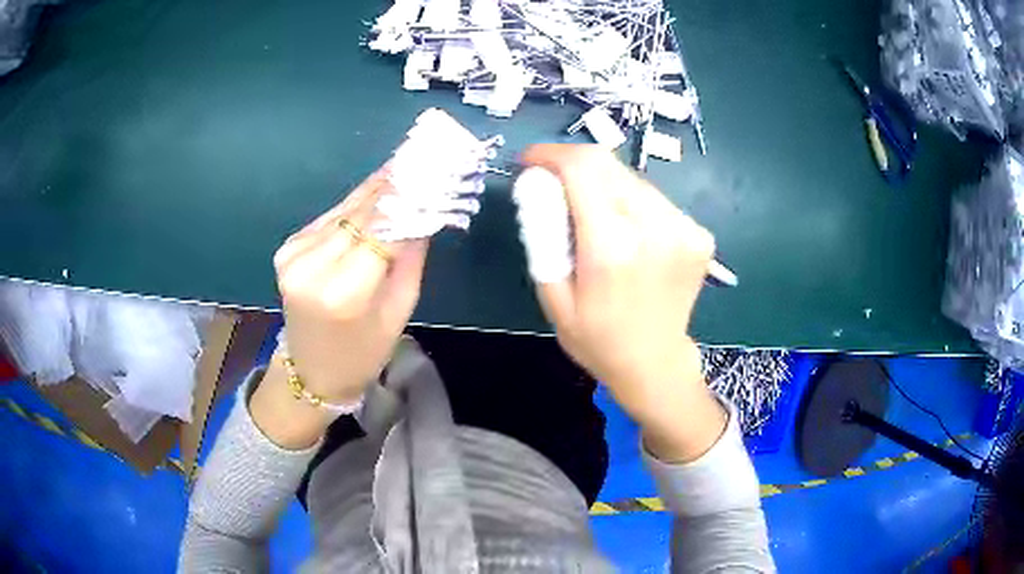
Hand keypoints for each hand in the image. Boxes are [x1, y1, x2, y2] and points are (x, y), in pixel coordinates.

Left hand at [250, 167, 427, 447]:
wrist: (311, 370)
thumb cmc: (363, 351)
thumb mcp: (399, 311)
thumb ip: (409, 257)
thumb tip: (424, 210)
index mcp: (343, 293)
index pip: (382, 230)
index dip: (409, 197)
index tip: (435, 169)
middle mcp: (312, 267)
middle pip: (361, 212)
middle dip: (396, 184)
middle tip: (425, 155)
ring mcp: (294, 254)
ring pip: (346, 209)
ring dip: (377, 188)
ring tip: (407, 163)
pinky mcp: (288, 247)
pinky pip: (332, 218)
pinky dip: (356, 204)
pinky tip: (379, 188)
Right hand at [520, 145, 725, 461]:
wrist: (655, 364)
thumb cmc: (596, 339)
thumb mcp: (552, 296)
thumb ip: (543, 235)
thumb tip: (540, 185)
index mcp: (612, 248)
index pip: (582, 168)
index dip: (551, 154)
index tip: (531, 161)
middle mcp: (655, 229)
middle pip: (607, 164)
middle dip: (573, 166)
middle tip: (555, 187)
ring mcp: (684, 229)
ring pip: (631, 177)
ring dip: (603, 184)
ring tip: (592, 216)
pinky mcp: (698, 233)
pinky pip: (654, 198)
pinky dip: (630, 202)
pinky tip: (627, 232)